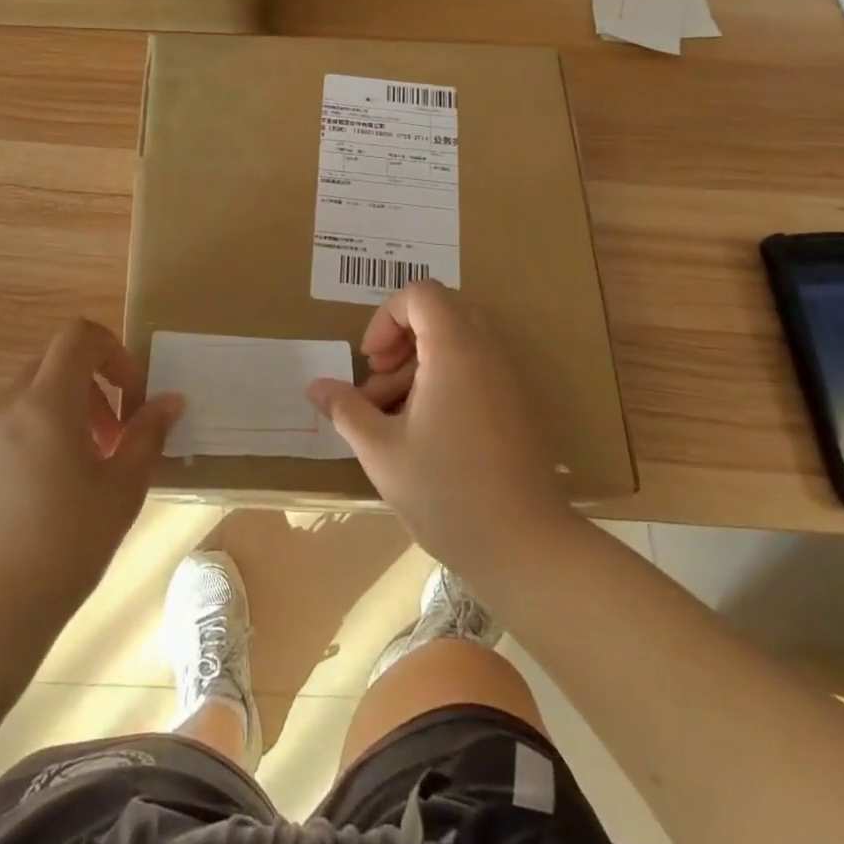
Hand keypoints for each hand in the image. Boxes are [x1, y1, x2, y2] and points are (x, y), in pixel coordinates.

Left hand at [0, 320, 181, 639]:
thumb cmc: (63, 546)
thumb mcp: (121, 491)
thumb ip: (147, 436)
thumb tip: (170, 401)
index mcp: (46, 402)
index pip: (78, 336)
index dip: (113, 351)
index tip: (131, 396)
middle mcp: (7, 408)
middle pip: (54, 365)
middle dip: (94, 388)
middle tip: (114, 438)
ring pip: (31, 399)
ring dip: (67, 415)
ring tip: (86, 471)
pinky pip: (9, 430)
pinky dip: (38, 438)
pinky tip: (48, 496)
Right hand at [308, 280, 565, 578]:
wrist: (527, 549)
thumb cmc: (448, 493)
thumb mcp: (381, 451)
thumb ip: (347, 410)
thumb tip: (316, 387)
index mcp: (455, 351)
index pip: (421, 294)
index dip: (386, 317)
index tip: (371, 360)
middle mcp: (486, 353)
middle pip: (439, 314)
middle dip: (400, 340)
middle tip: (379, 381)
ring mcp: (505, 380)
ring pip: (455, 343)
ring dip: (416, 365)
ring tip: (390, 416)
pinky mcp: (514, 406)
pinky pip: (473, 369)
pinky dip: (441, 382)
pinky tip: (420, 432)